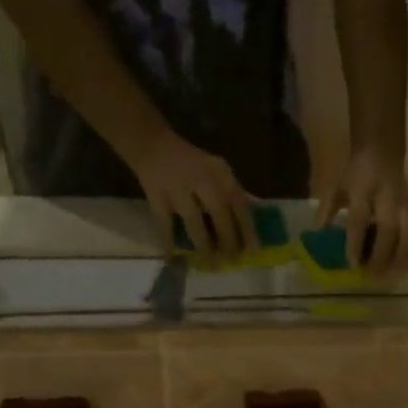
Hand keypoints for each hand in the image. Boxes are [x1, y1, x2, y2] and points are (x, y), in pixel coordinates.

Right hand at [129, 131, 255, 257]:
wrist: (152, 144)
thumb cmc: (192, 164)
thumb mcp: (217, 171)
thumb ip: (234, 192)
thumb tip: (255, 216)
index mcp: (220, 173)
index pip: (239, 202)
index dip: (247, 228)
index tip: (254, 250)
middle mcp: (201, 179)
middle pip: (219, 213)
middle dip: (228, 240)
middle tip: (233, 260)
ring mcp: (177, 187)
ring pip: (194, 221)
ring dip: (204, 244)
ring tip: (211, 262)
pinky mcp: (157, 196)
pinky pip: (165, 223)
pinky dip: (168, 241)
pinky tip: (173, 257)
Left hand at [316, 145, 407, 278]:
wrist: (382, 150)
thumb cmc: (356, 173)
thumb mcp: (337, 186)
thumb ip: (326, 211)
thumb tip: (316, 236)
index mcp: (363, 189)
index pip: (360, 219)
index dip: (356, 243)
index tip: (352, 264)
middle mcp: (387, 198)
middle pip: (389, 231)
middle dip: (382, 256)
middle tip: (372, 276)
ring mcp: (404, 206)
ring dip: (402, 260)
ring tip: (390, 278)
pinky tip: (404, 270)